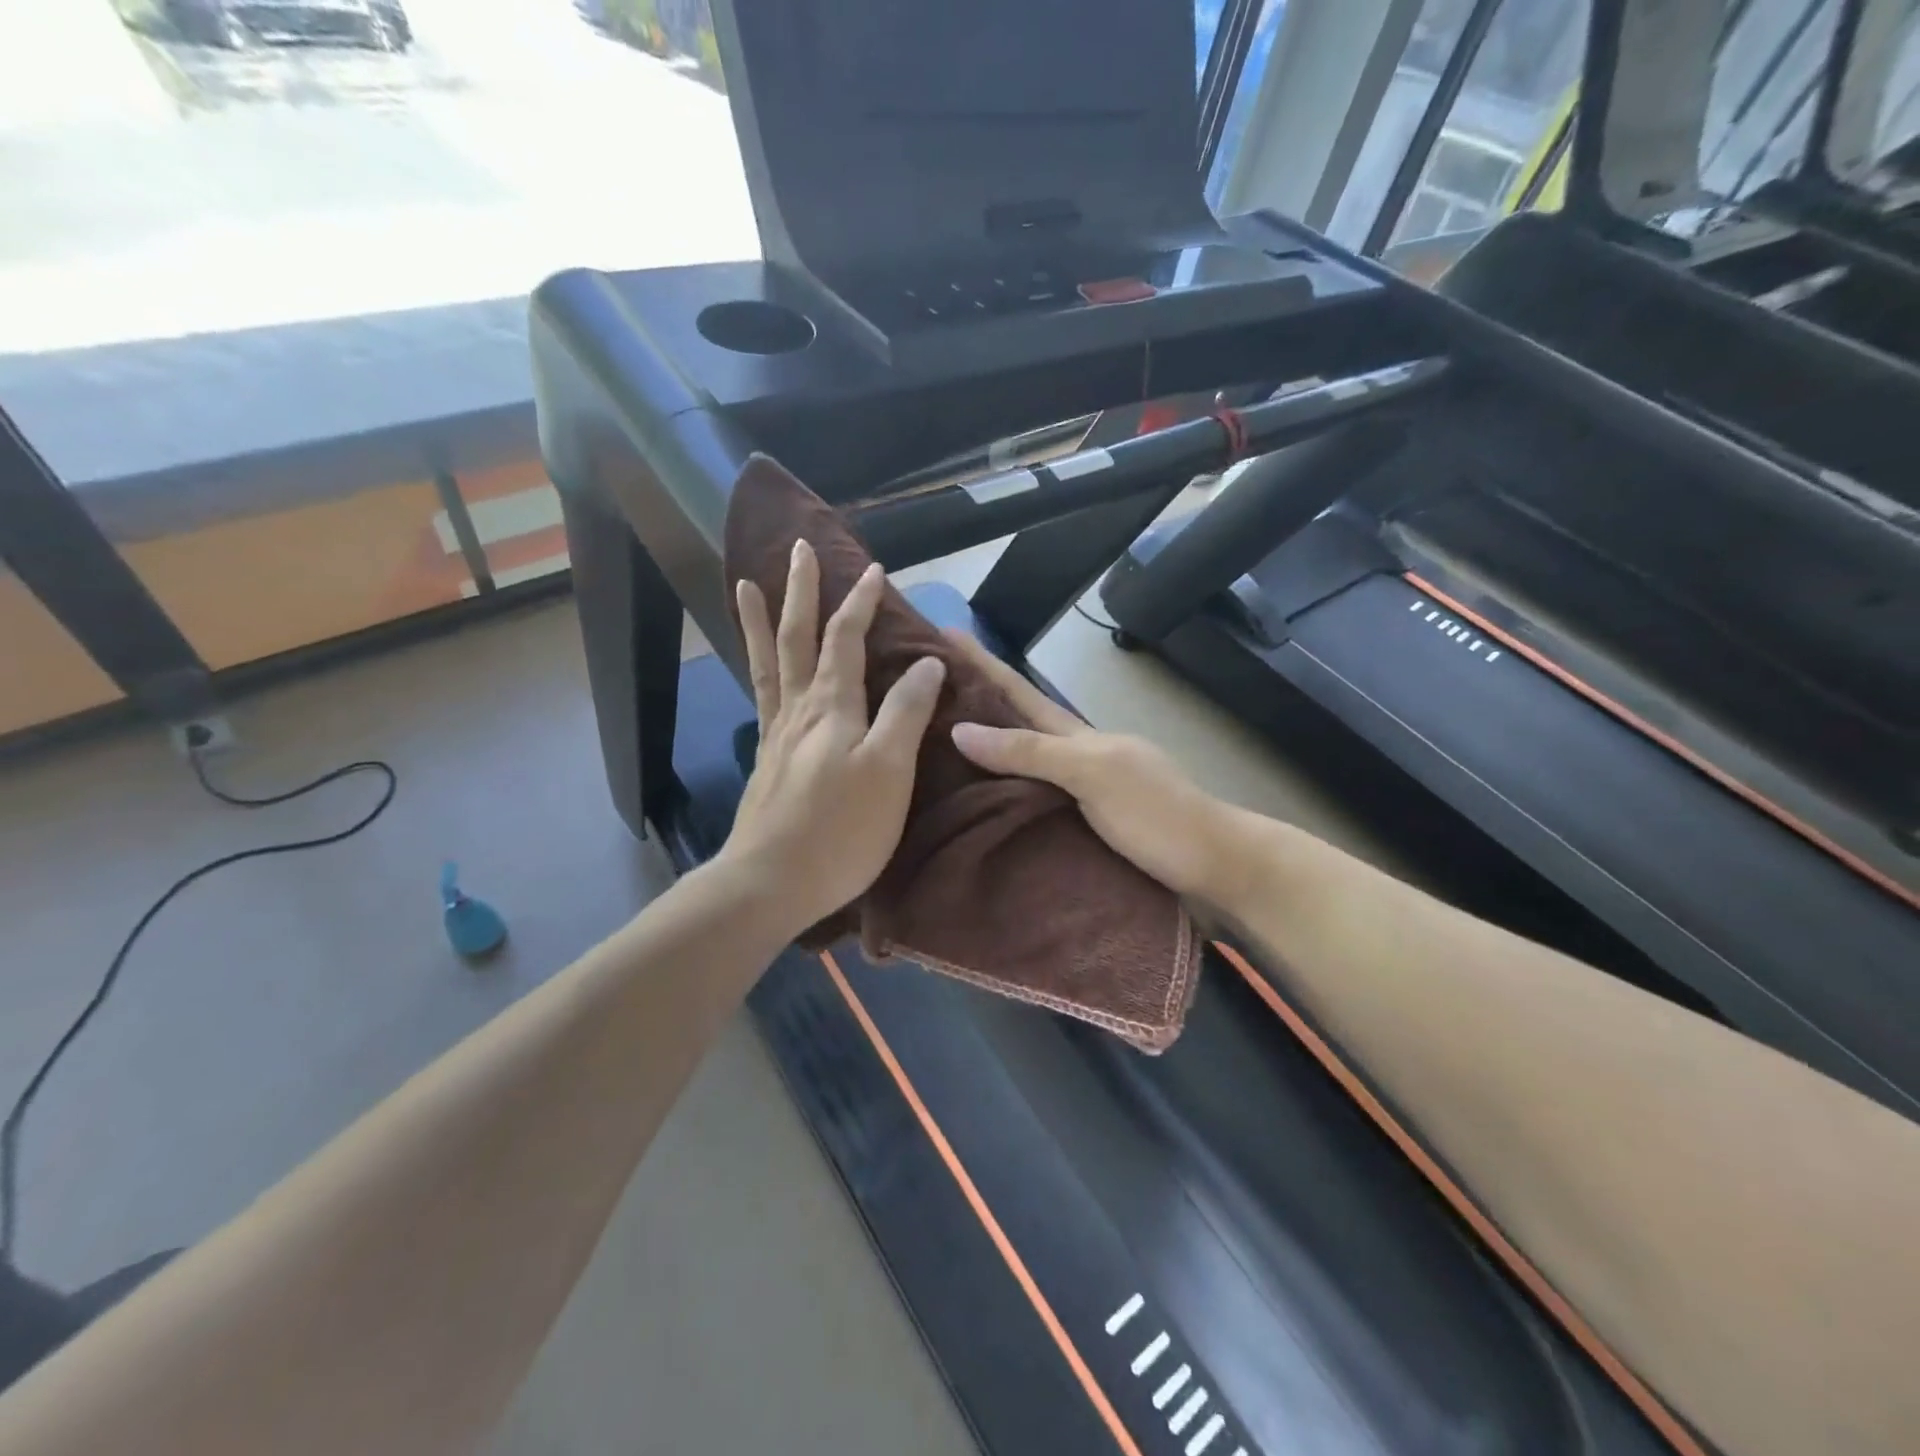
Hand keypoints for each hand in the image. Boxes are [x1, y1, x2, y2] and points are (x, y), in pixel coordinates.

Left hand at [720, 541, 946, 935]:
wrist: (770, 882)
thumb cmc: (840, 829)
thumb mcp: (889, 770)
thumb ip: (906, 713)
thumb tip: (927, 662)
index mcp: (832, 706)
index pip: (846, 638)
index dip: (860, 602)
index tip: (874, 569)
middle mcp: (799, 709)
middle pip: (797, 637)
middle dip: (801, 591)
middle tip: (798, 549)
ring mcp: (777, 733)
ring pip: (768, 662)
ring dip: (762, 620)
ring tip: (747, 585)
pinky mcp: (767, 759)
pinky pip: (761, 695)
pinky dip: (757, 667)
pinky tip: (759, 668)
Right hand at [944, 631, 1228, 898]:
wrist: (1215, 864)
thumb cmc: (1156, 814)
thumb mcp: (1093, 774)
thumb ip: (1032, 752)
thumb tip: (962, 729)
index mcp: (1077, 734)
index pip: (1018, 690)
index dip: (981, 662)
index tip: (941, 631)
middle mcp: (1075, 753)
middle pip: (1017, 719)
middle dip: (976, 697)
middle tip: (924, 686)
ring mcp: (1081, 786)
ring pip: (1023, 757)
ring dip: (985, 743)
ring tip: (938, 738)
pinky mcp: (1084, 820)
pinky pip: (1030, 793)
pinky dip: (1002, 786)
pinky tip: (981, 797)